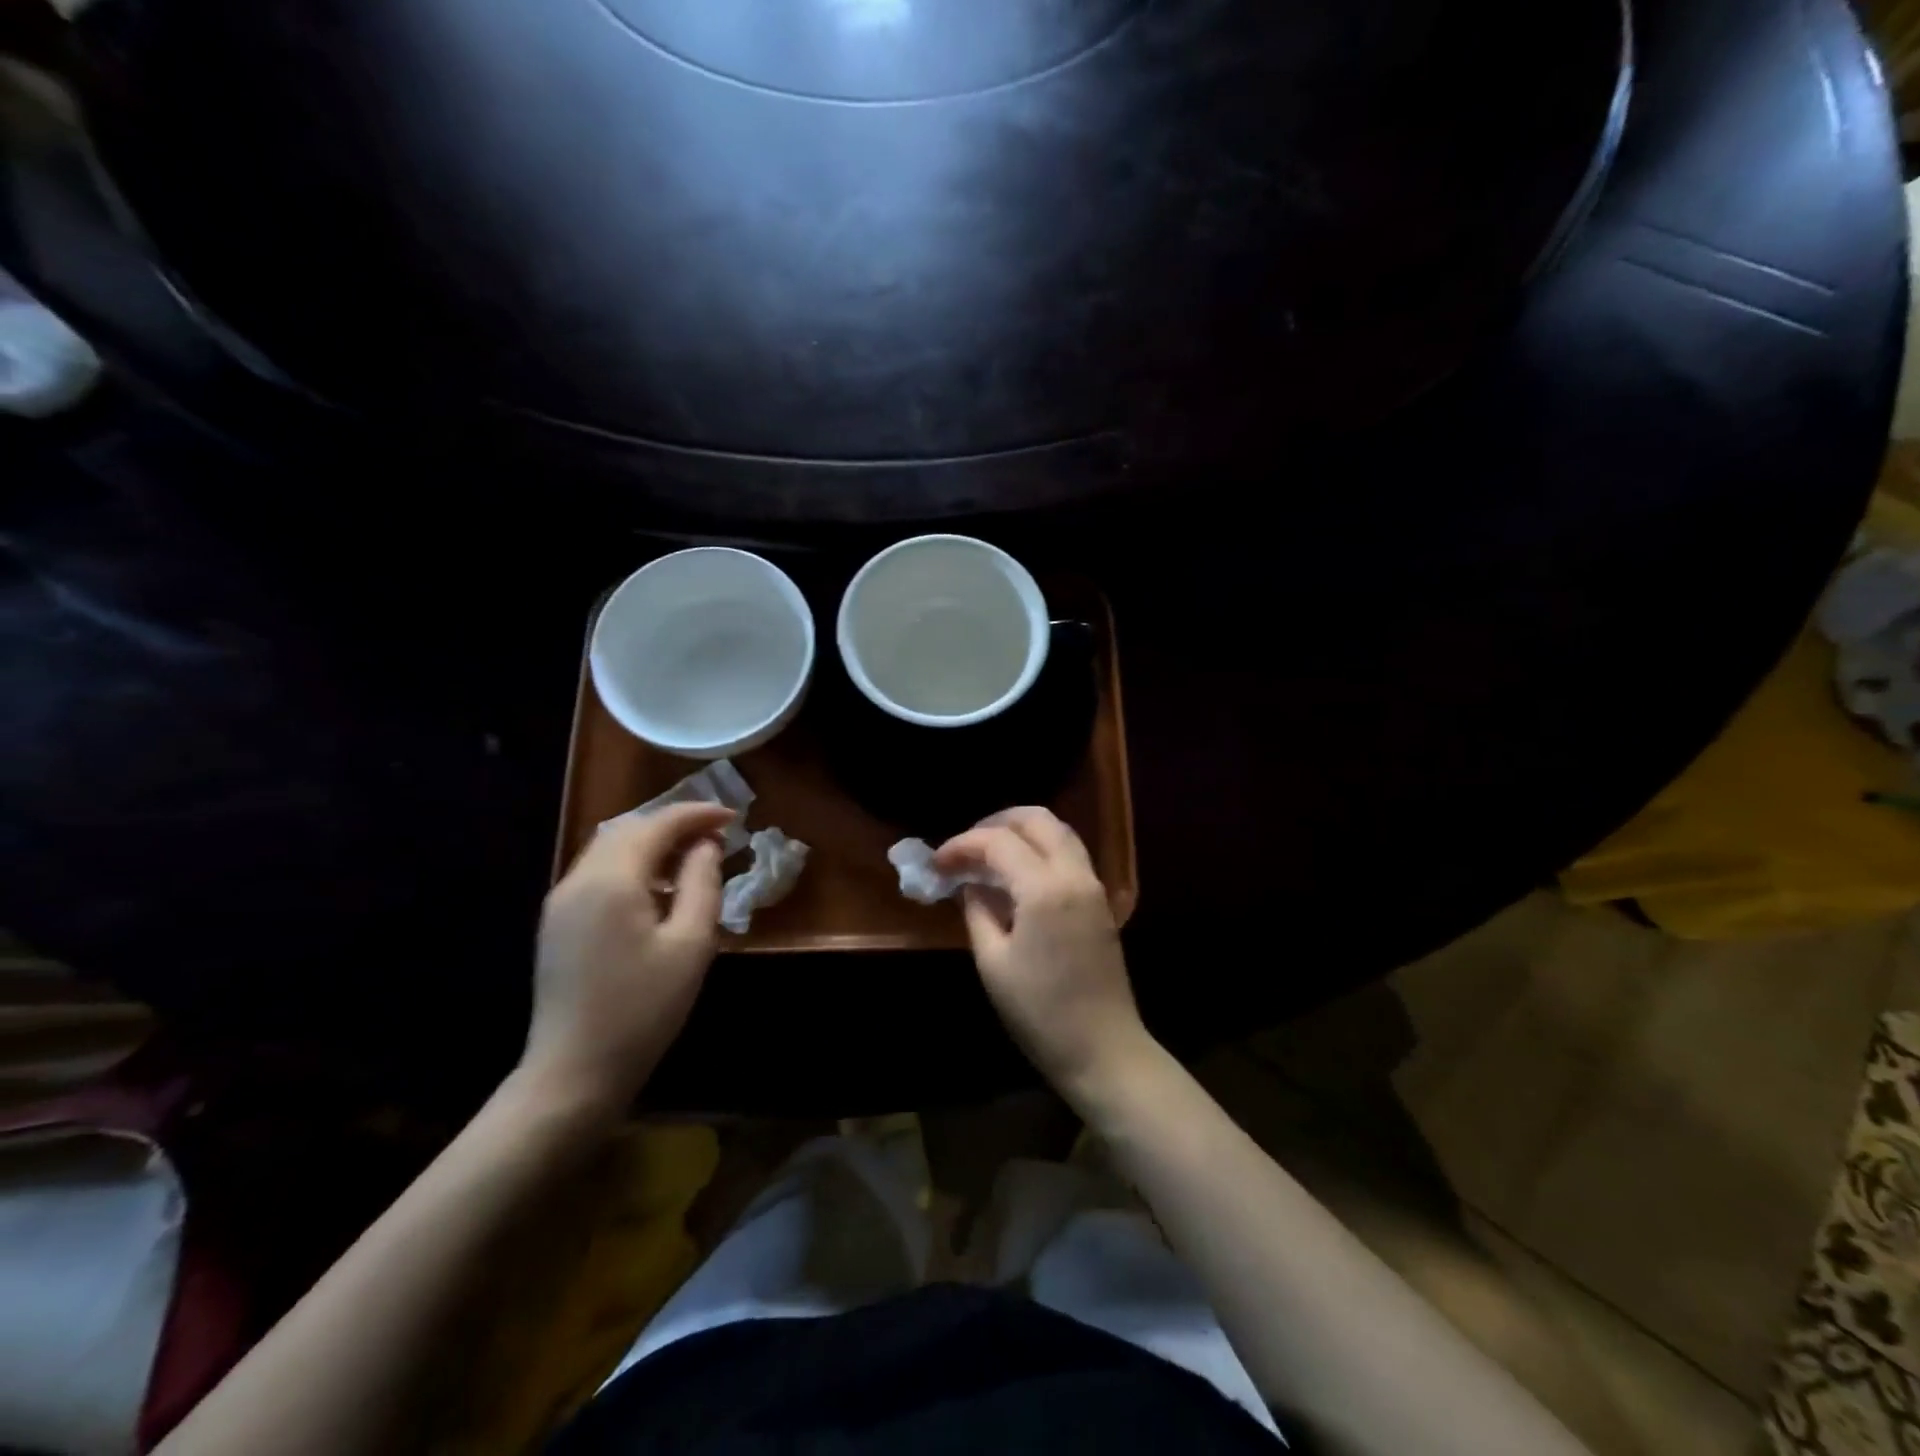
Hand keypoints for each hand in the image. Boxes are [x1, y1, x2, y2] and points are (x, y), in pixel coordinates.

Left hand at [521, 802, 733, 1120]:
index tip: (734, 817)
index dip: (697, 814)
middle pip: (629, 829)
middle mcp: (579, 880)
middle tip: (716, 835)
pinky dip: (632, 865)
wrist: (574, 1073)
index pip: (657, 825)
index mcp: (612, 880)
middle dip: (673, 824)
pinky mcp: (557, 923)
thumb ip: (702, 884)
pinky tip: (657, 890)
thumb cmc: (643, 1009)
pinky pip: (598, 873)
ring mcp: (561, 902)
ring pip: (609, 849)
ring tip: (691, 859)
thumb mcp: (690, 945)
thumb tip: (705, 846)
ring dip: (652, 843)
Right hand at [934, 808, 1153, 1102]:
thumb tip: (970, 884)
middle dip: (997, 823)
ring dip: (1022, 832)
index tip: (937, 862)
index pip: (998, 842)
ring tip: (988, 854)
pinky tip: (1016, 874)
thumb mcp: (993, 962)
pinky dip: (1041, 849)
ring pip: (1059, 832)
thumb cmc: (1040, 1012)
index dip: (962, 845)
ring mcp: (1093, 886)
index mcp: (1045, 888)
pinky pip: (1069, 854)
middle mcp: (1074, 874)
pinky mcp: (1100, 902)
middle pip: (1038, 819)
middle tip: (966, 846)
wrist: (1103, 1049)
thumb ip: (978, 911)